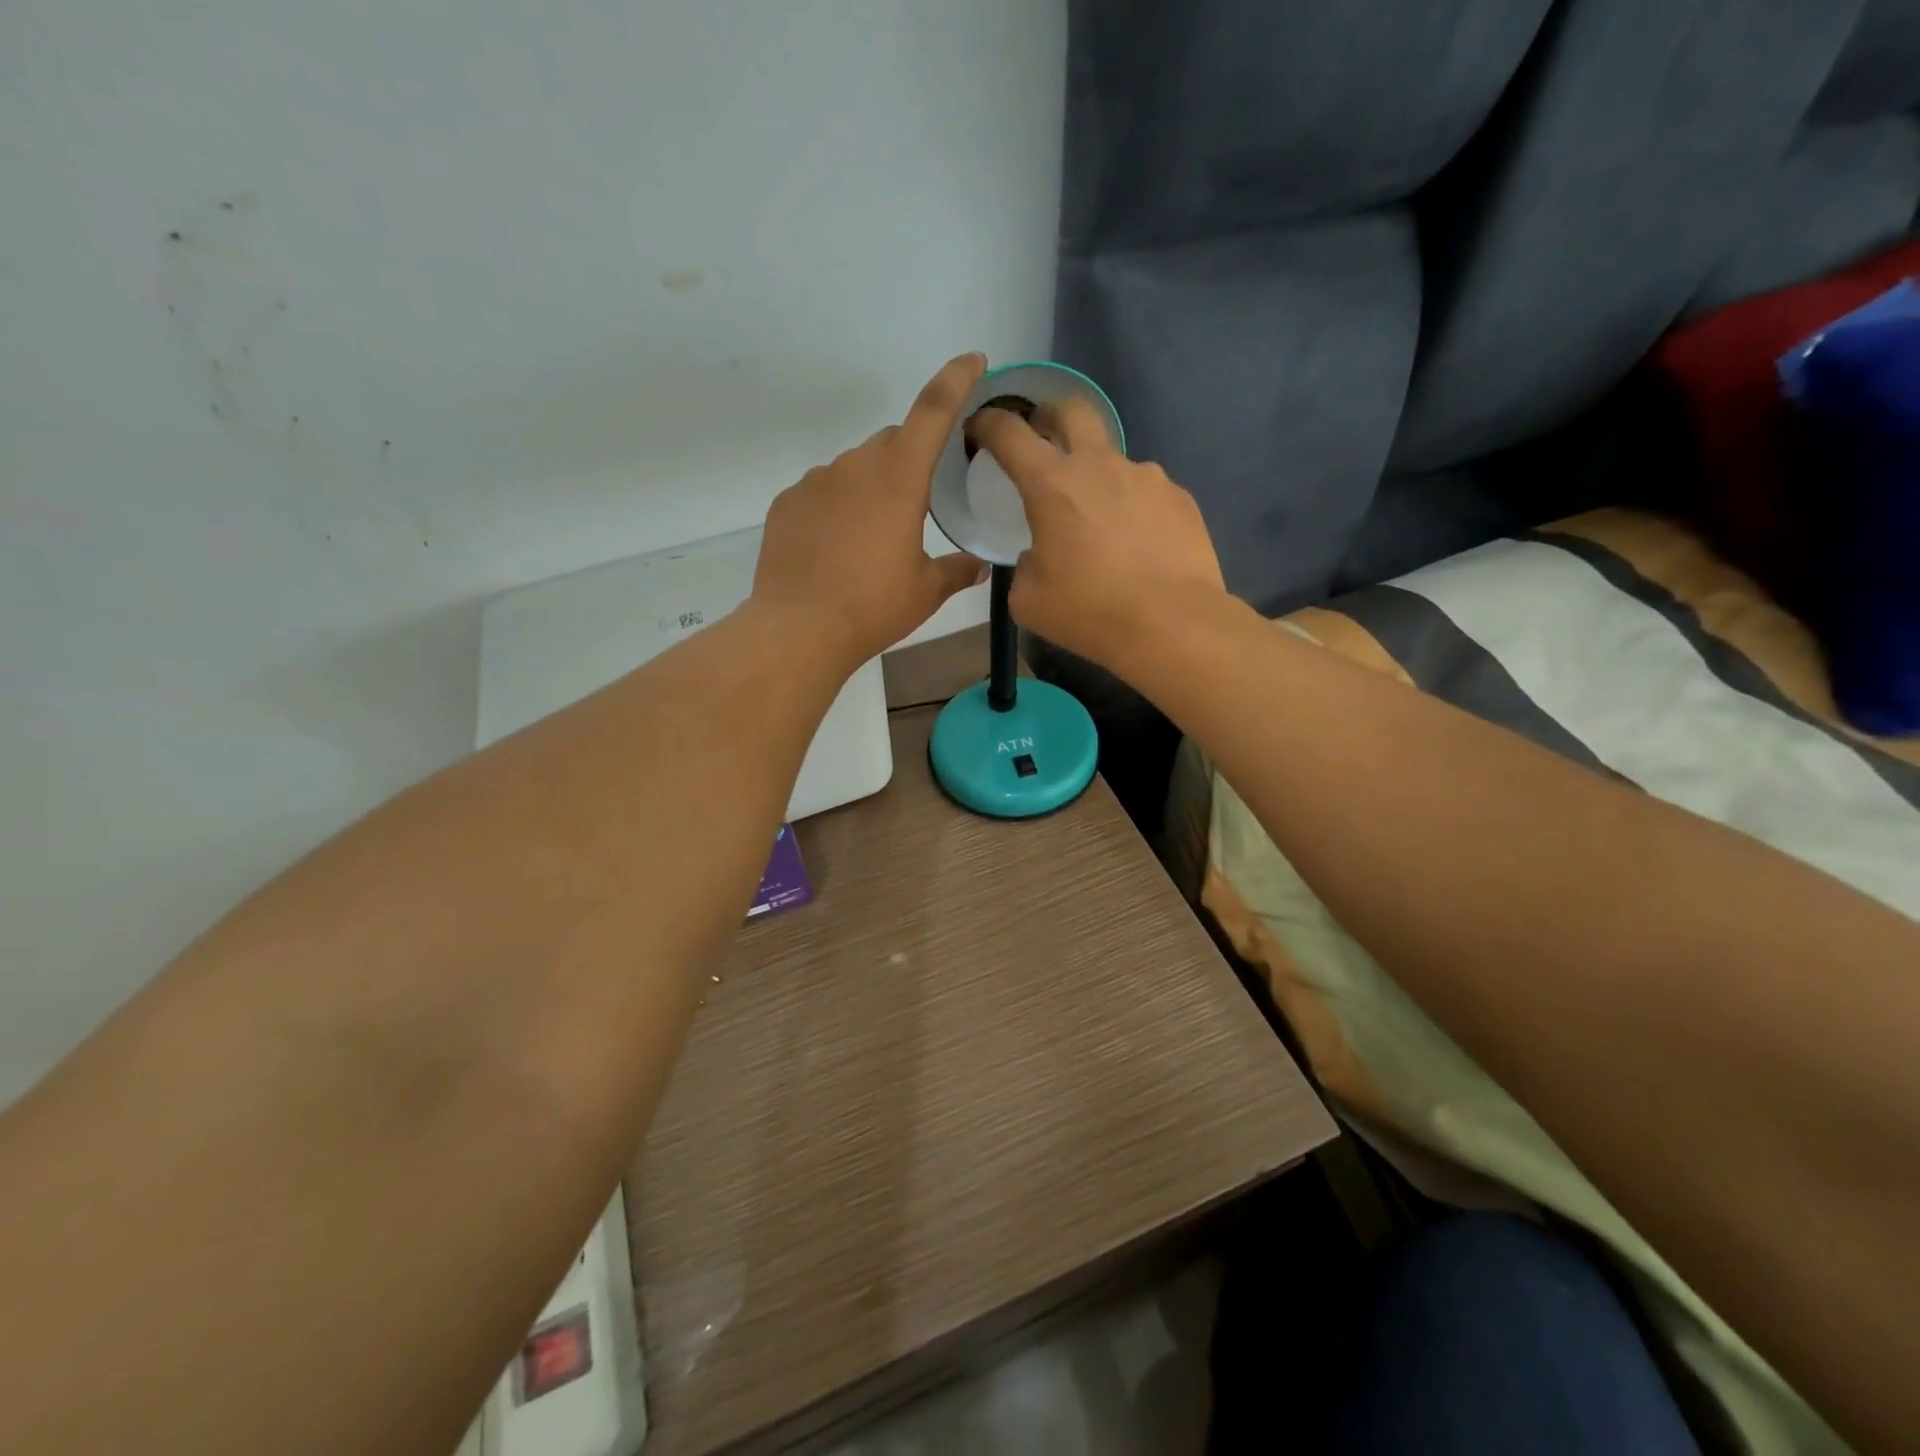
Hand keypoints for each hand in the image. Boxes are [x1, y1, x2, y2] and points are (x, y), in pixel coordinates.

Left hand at [752, 353, 989, 667]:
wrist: (798, 629)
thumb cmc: (873, 607)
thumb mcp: (926, 591)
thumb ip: (956, 570)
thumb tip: (980, 566)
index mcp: (899, 479)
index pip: (933, 411)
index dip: (956, 380)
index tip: (972, 361)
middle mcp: (855, 466)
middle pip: (891, 442)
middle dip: (909, 459)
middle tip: (916, 503)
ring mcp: (815, 481)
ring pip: (854, 468)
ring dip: (870, 487)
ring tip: (870, 538)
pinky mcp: (786, 502)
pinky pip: (821, 492)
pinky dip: (836, 507)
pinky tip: (835, 547)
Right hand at [969, 399, 1225, 670]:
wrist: (1172, 624)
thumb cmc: (1089, 612)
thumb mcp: (1029, 600)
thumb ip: (1025, 565)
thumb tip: (1039, 555)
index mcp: (1052, 485)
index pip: (1009, 433)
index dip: (988, 423)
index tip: (980, 428)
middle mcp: (1100, 466)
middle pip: (1072, 410)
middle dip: (1049, 415)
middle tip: (1041, 437)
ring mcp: (1146, 477)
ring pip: (1112, 459)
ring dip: (1096, 476)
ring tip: (1099, 521)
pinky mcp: (1179, 498)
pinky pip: (1145, 491)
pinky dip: (1131, 506)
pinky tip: (1136, 543)